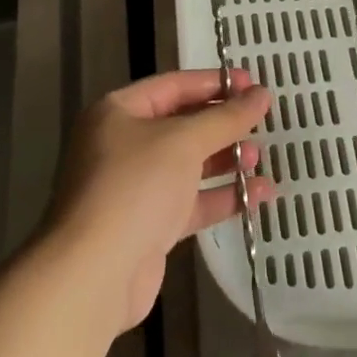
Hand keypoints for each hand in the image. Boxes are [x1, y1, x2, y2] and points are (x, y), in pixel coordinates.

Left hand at [46, 68, 275, 333]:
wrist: (94, 274)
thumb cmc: (135, 187)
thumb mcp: (184, 141)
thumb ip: (226, 117)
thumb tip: (262, 94)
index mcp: (118, 112)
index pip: (173, 86)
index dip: (214, 83)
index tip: (253, 84)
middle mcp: (122, 145)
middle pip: (181, 125)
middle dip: (222, 124)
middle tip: (261, 121)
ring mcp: (134, 188)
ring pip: (188, 165)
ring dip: (225, 160)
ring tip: (259, 158)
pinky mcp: (148, 227)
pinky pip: (191, 202)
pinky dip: (222, 197)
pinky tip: (259, 195)